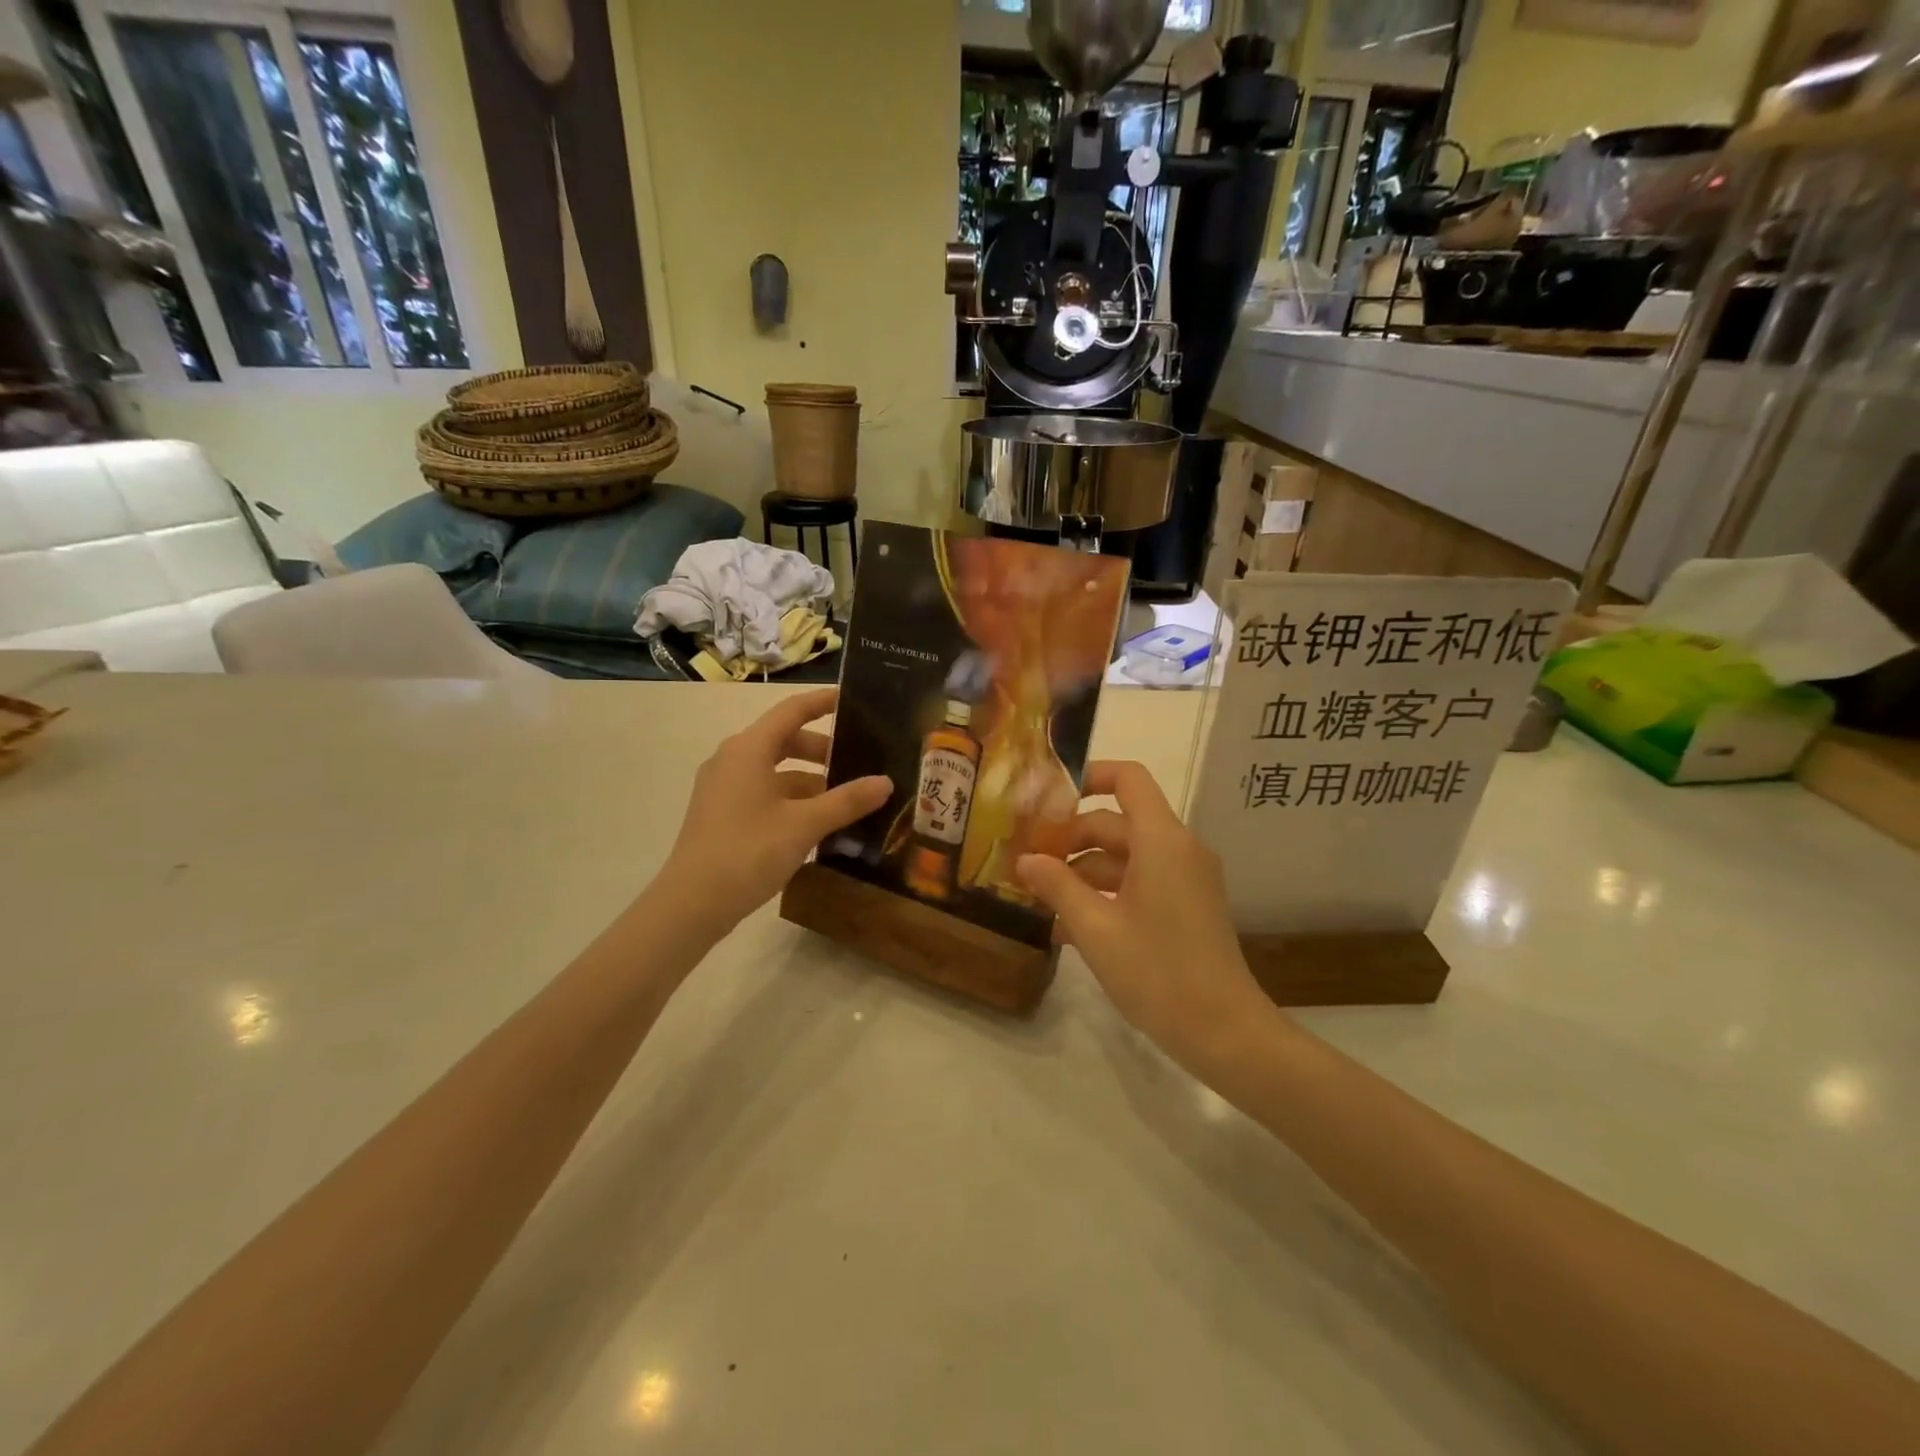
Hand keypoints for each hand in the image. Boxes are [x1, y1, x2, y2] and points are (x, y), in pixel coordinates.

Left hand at [657, 688, 889, 935]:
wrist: (691, 904)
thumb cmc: (748, 852)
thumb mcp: (805, 825)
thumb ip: (847, 800)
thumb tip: (885, 782)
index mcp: (749, 749)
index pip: (792, 710)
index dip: (822, 702)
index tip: (852, 699)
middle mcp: (732, 759)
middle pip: (784, 740)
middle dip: (822, 749)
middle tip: (859, 761)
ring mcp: (723, 787)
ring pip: (774, 770)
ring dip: (809, 779)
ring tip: (844, 798)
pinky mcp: (721, 813)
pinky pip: (763, 792)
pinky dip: (791, 798)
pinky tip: (816, 823)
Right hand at [1017, 761, 1274, 1074]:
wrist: (1225, 1033)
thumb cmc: (1158, 972)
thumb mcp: (1095, 929)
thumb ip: (1057, 886)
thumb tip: (1025, 859)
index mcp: (1161, 841)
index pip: (1128, 779)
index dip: (1088, 776)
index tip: (1046, 799)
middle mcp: (1178, 849)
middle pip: (1117, 823)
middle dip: (1070, 838)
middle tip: (1027, 861)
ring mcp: (1185, 879)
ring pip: (1125, 856)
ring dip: (1083, 872)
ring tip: (1040, 900)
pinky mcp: (1187, 906)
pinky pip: (1140, 882)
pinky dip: (1106, 893)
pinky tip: (1069, 927)